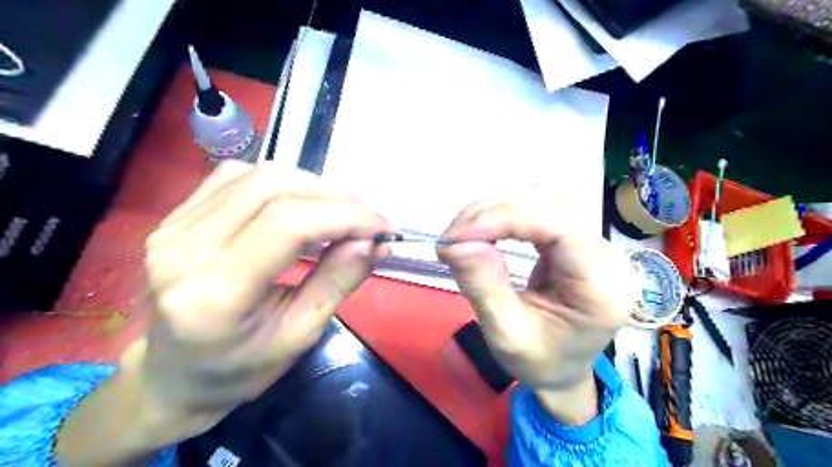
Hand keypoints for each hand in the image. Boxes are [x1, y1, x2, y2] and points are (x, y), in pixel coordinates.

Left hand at [59, 163, 390, 463]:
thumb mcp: (299, 337)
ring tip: (341, 211)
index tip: (383, 227)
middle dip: (335, 197)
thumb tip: (372, 241)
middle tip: (368, 219)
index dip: (345, 215)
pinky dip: (283, 181)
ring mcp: (174, 226)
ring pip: (258, 175)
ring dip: (313, 186)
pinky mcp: (176, 215)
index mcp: (215, 294)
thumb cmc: (240, 368)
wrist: (173, 373)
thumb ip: (336, 283)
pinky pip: (238, 175)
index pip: (288, 225)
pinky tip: (301, 202)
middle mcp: (185, 249)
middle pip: (273, 188)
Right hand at [442, 186, 638, 423]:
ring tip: (461, 235)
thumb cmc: (540, 362)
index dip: (505, 219)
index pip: (559, 226)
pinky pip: (537, 210)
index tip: (457, 236)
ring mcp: (593, 242)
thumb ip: (484, 288)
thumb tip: (457, 244)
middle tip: (451, 239)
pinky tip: (482, 230)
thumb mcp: (507, 336)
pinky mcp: (574, 238)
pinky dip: (502, 215)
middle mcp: (606, 254)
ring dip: (494, 211)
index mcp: (600, 286)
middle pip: (549, 204)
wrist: (564, 370)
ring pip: (541, 200)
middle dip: (492, 214)